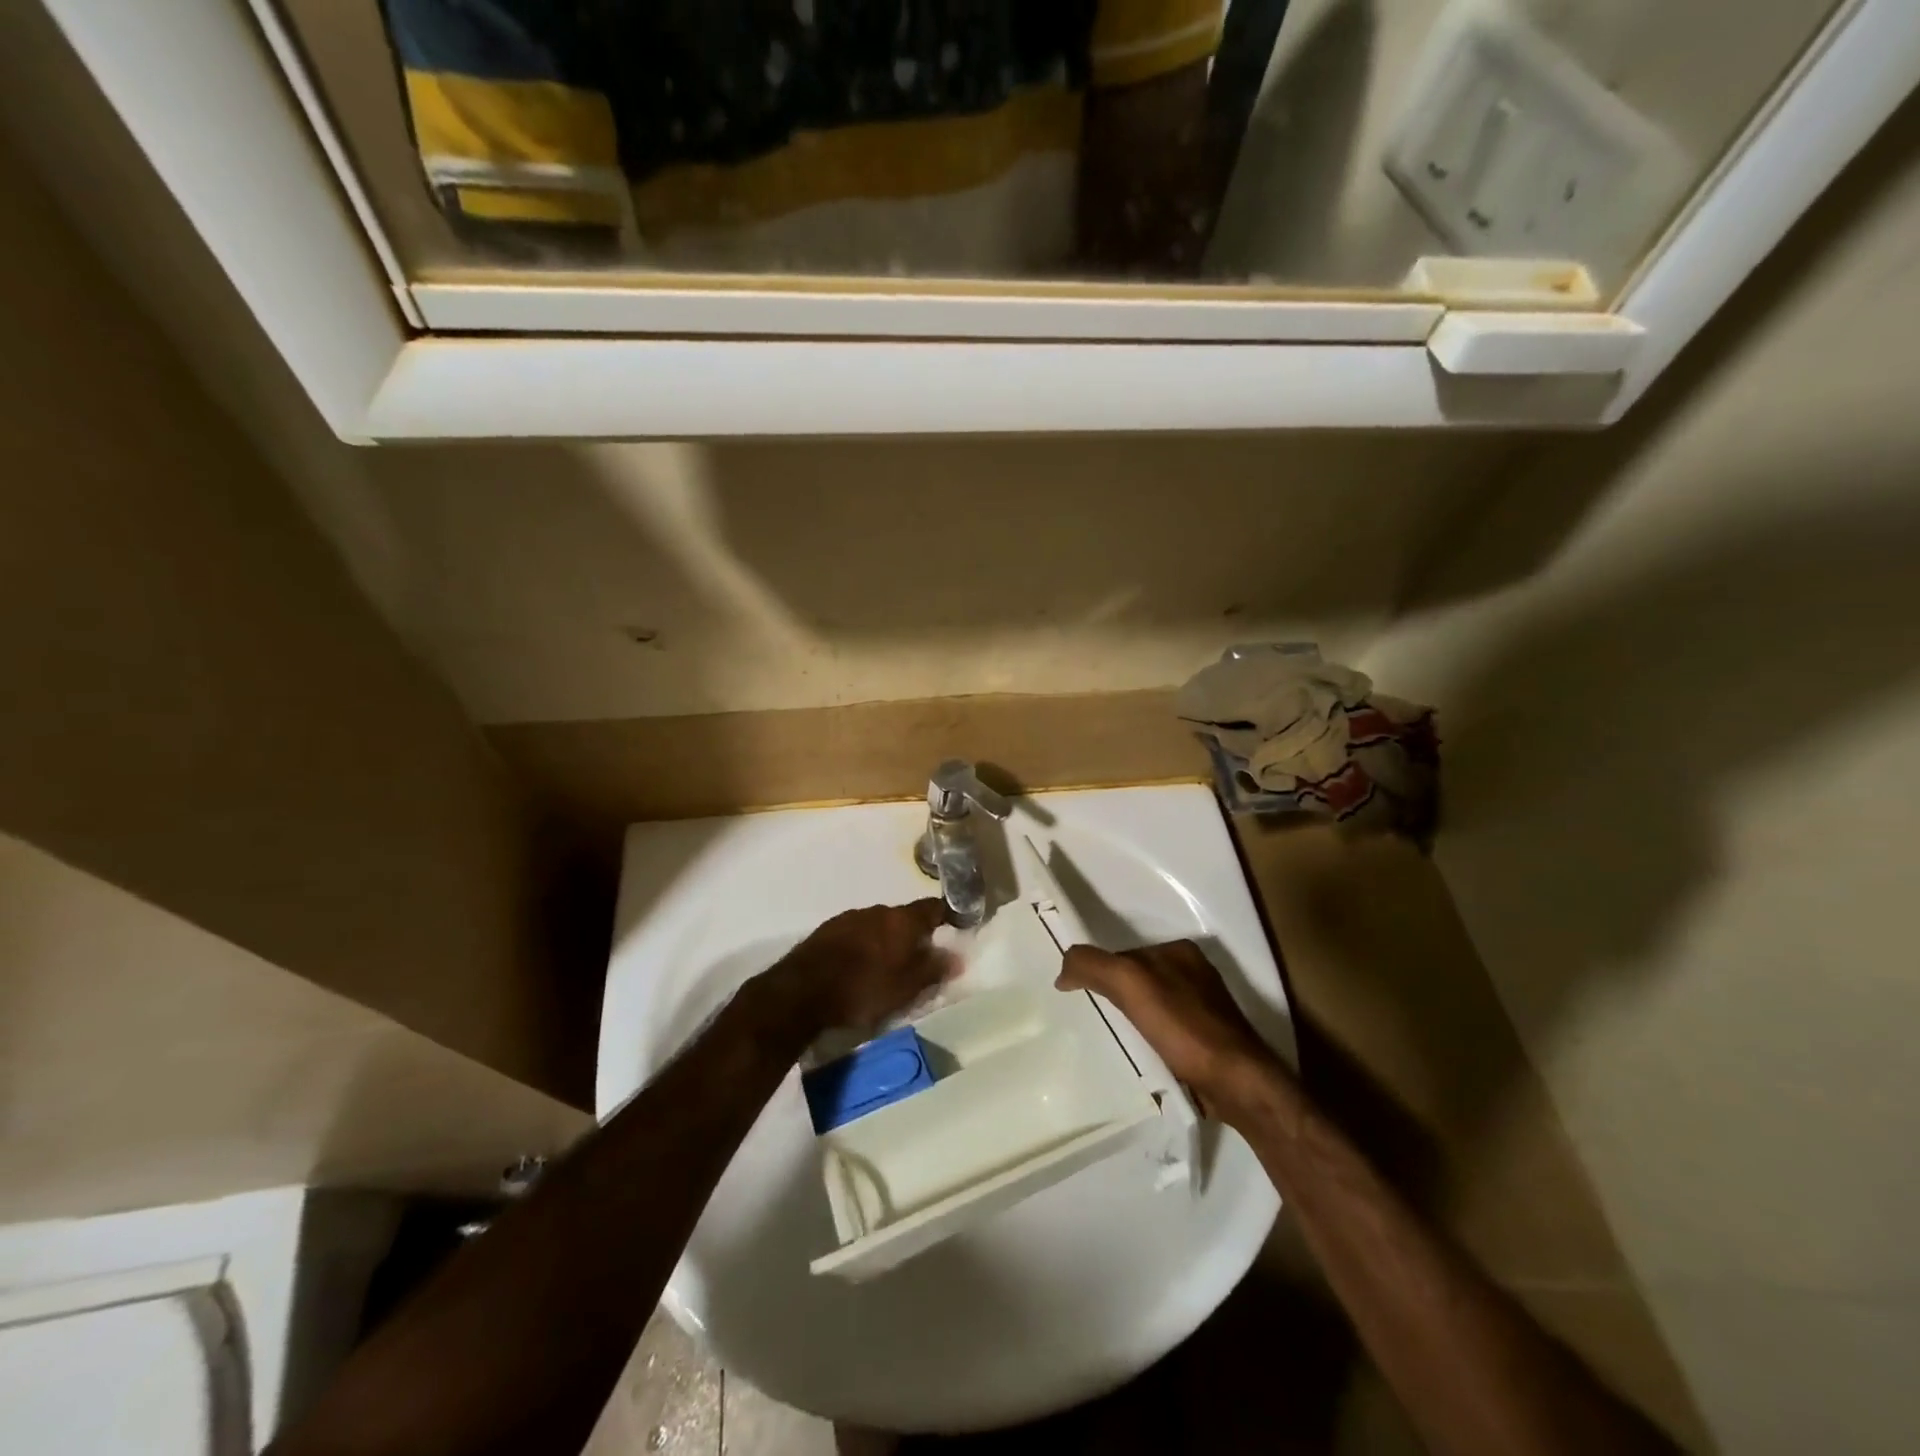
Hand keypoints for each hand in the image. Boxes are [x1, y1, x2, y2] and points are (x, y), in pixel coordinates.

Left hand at [768, 899, 954, 1035]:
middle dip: (914, 934)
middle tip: (919, 959)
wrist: (802, 991)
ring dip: (886, 940)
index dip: (948, 916)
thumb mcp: (906, 988)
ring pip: (878, 925)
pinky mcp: (827, 930)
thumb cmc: (863, 989)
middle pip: (904, 917)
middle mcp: (877, 910)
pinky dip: (864, 946)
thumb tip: (958, 957)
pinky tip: (859, 967)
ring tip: (887, 967)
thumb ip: (934, 970)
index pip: (933, 907)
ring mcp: (849, 917)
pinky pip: (856, 933)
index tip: (956, 928)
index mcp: (902, 919)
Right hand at [1056, 940, 1282, 1121]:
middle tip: (1098, 1021)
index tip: (1085, 997)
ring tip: (1120, 1041)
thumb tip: (1064, 968)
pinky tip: (1148, 1055)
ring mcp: (1207, 1006)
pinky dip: (1153, 1038)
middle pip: (1140, 978)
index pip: (1125, 954)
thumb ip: (1094, 966)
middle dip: (1118, 995)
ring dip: (1135, 1019)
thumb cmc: (1184, 1027)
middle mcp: (1196, 972)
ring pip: (1155, 1004)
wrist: (1237, 1083)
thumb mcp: (1130, 984)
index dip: (1103, 972)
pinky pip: (1170, 1029)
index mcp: (1180, 951)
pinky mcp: (1212, 1039)